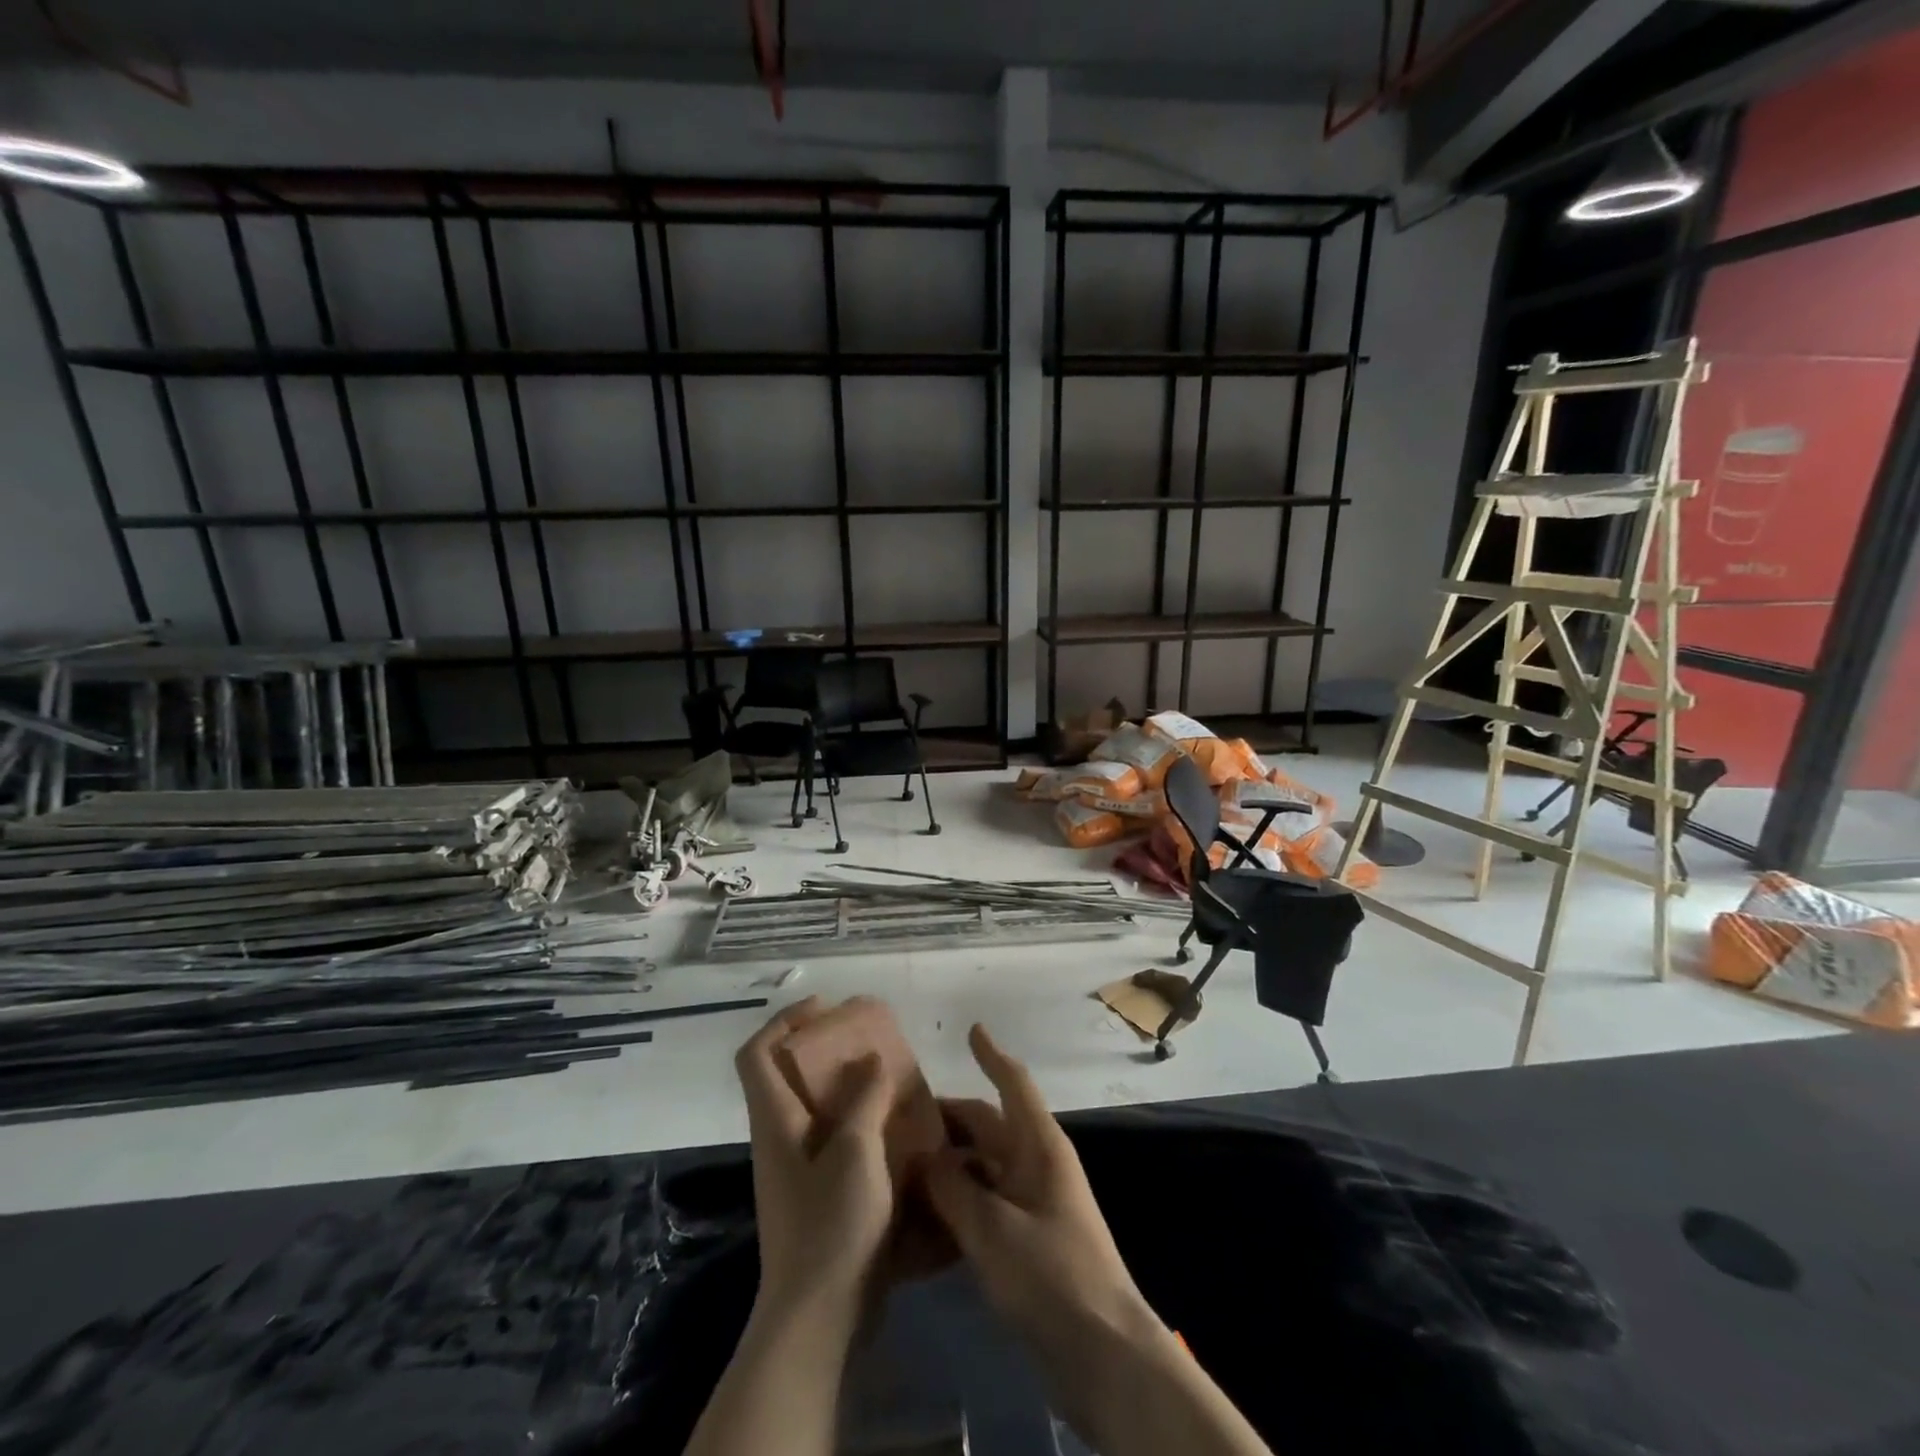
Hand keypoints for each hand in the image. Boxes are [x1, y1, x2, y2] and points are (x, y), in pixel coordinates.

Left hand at [735, 998, 894, 1323]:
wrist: (819, 1316)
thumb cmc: (831, 1225)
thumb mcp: (856, 1152)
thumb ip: (865, 1098)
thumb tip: (872, 1057)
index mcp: (775, 1121)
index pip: (756, 1053)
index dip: (784, 1021)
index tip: (826, 1008)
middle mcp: (778, 1137)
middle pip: (785, 1074)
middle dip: (823, 1047)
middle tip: (867, 1038)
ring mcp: (796, 1168)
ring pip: (813, 1105)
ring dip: (846, 1083)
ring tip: (889, 1074)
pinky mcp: (816, 1192)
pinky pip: (832, 1136)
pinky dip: (858, 1118)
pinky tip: (896, 1125)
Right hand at [923, 1024, 1152, 1347]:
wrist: (1103, 1353)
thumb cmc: (1052, 1274)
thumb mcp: (993, 1228)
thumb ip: (952, 1188)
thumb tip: (922, 1156)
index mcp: (1039, 1146)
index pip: (1013, 1084)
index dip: (992, 1054)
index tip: (971, 1029)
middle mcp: (1036, 1164)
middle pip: (988, 1126)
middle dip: (949, 1118)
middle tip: (900, 1118)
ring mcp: (1032, 1203)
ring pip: (982, 1167)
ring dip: (948, 1163)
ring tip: (901, 1164)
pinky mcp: (1026, 1240)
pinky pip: (985, 1203)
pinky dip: (957, 1200)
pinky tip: (923, 1214)